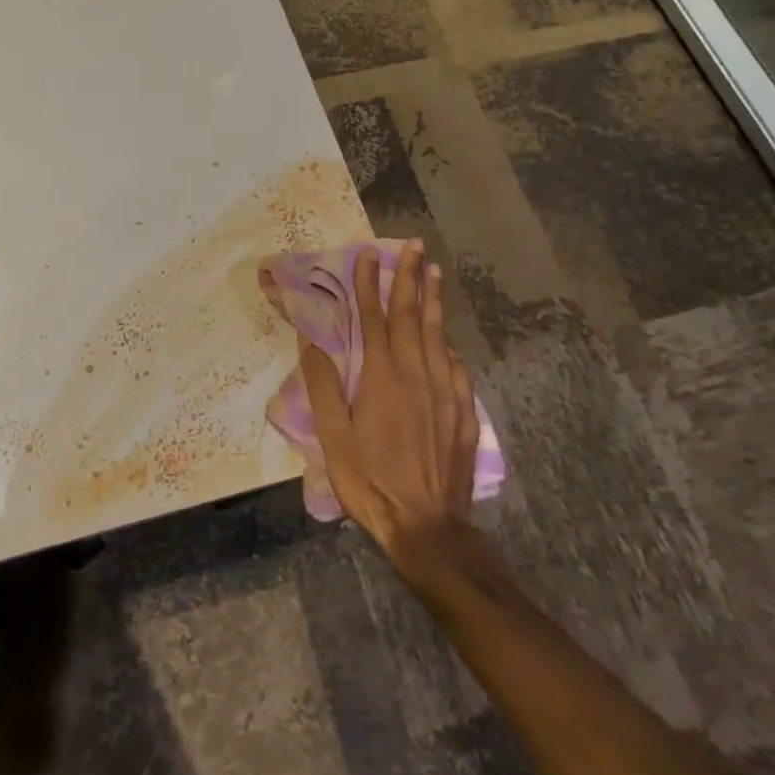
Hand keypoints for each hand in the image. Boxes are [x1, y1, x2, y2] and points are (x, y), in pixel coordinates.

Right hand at [298, 240, 482, 570]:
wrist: (428, 528)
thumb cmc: (370, 481)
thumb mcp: (333, 437)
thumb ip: (323, 386)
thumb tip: (312, 342)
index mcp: (383, 378)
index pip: (374, 318)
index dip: (370, 284)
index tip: (368, 254)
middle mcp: (417, 375)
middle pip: (412, 316)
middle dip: (411, 278)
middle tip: (415, 246)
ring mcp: (445, 393)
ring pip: (437, 335)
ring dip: (433, 301)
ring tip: (435, 273)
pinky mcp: (462, 413)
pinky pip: (455, 366)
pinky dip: (447, 343)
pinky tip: (446, 338)